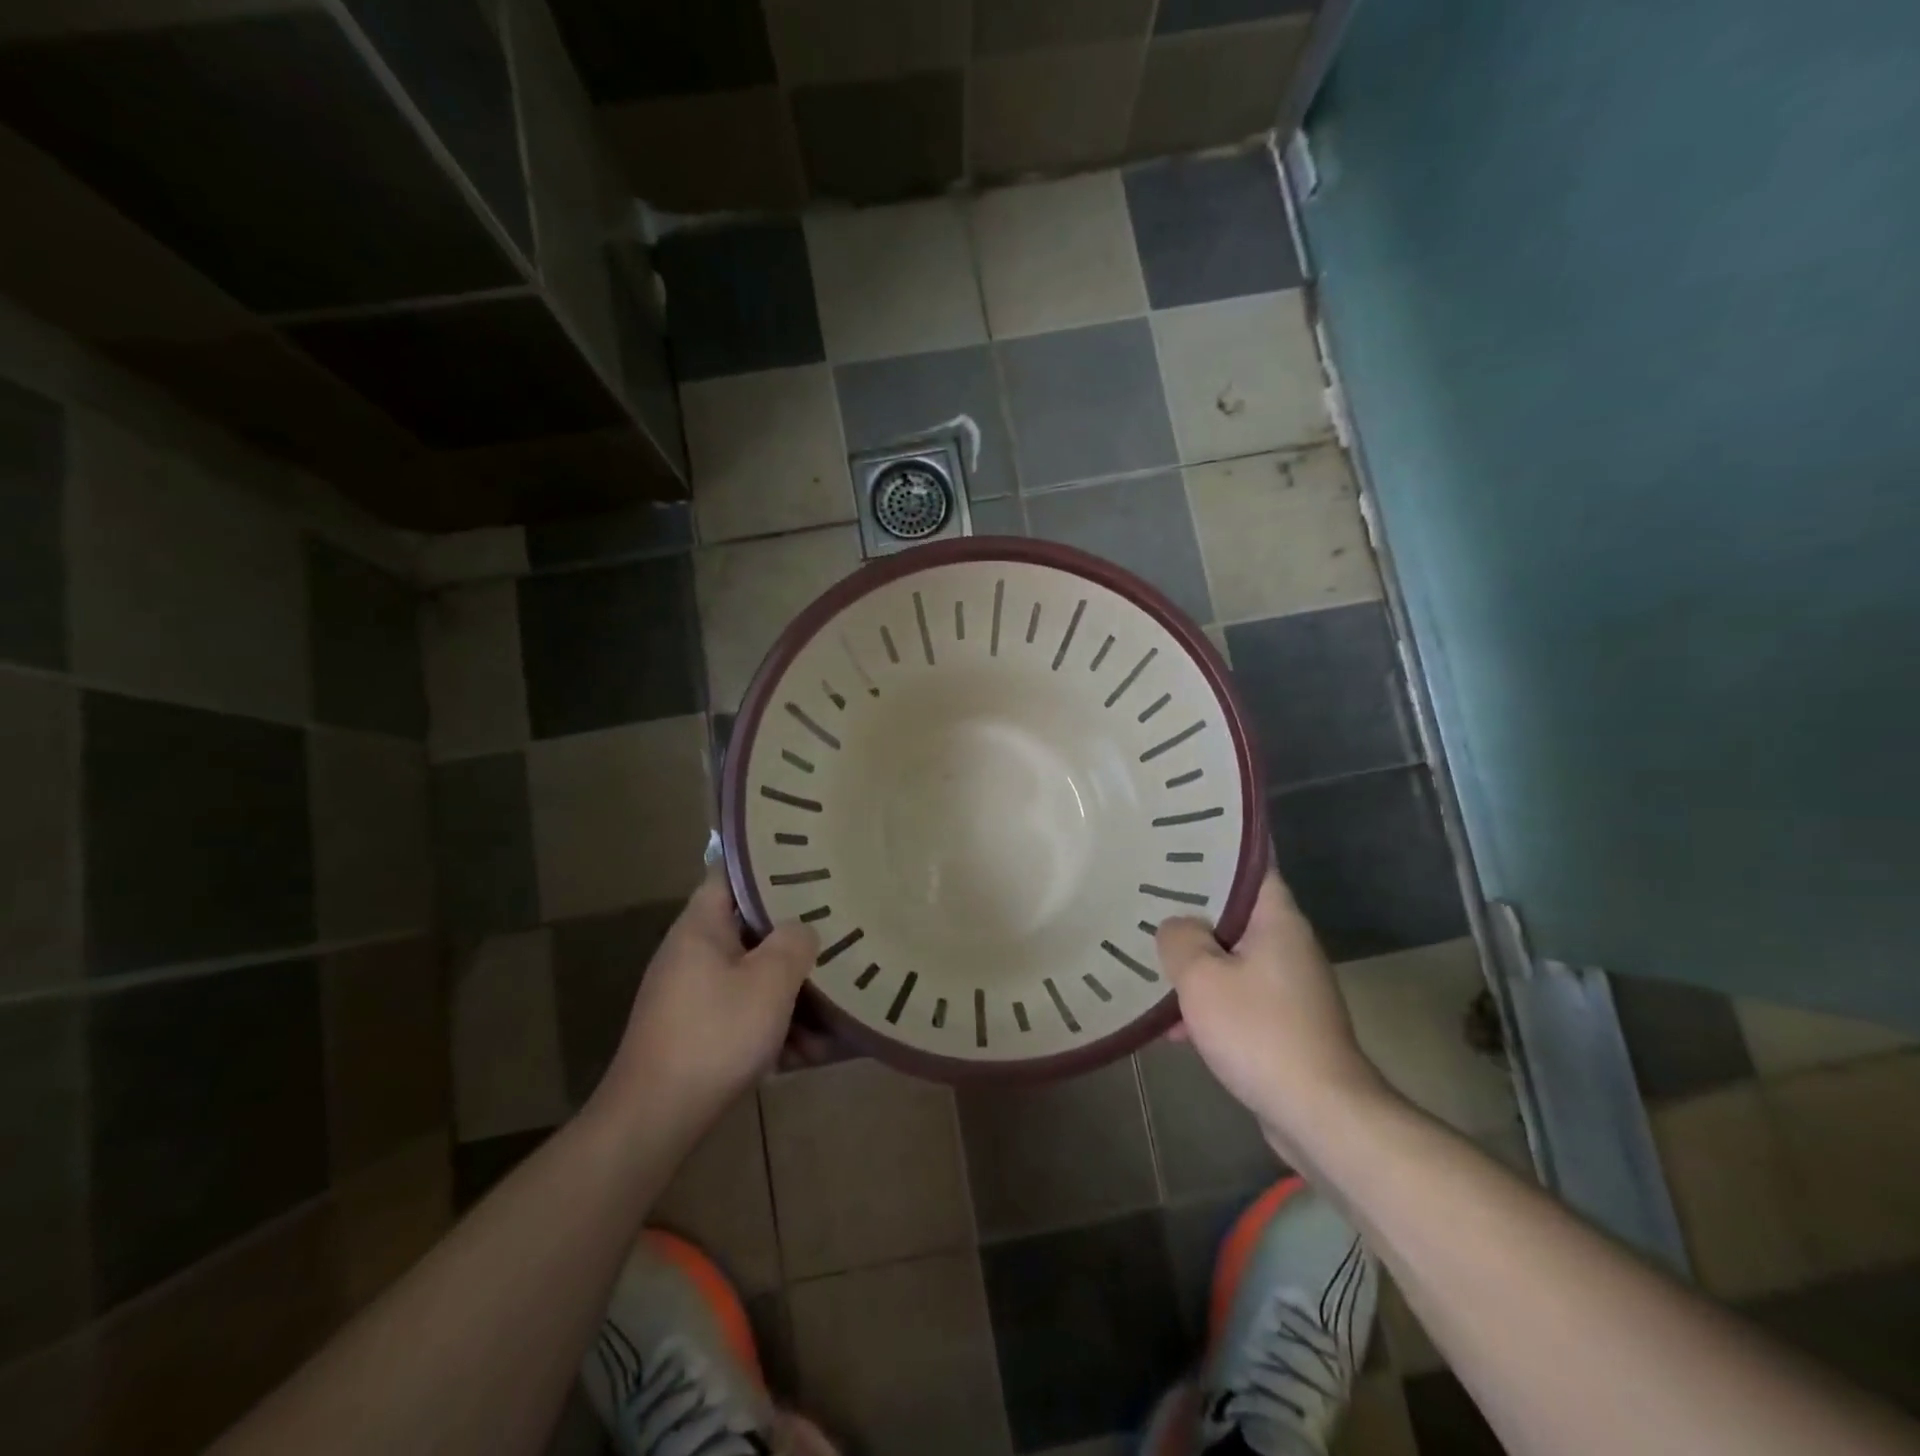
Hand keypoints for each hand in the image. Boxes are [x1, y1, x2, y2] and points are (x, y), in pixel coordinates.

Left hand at [599, 869, 818, 1126]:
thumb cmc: (716, 1035)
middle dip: (793, 941)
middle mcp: (692, 954)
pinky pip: (742, 1013)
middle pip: (750, 931)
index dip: (767, 866)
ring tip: (832, 1017)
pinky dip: (772, 1027)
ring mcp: (691, 995)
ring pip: (751, 977)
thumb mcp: (769, 982)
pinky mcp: (696, 1032)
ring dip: (790, 995)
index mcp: (700, 927)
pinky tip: (805, 1055)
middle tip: (835, 936)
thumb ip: (794, 942)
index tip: (807, 866)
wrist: (655, 1120)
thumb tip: (802, 929)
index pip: (730, 875)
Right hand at [1156, 869, 1385, 1152]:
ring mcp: (1288, 985)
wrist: (1319, 1114)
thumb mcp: (1202, 977)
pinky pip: (1237, 997)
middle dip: (1190, 912)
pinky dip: (1208, 1003)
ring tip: (1149, 967)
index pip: (1249, 865)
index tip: (1176, 845)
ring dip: (1194, 965)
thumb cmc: (1259, 1031)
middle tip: (1145, 901)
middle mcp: (1288, 944)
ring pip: (1230, 958)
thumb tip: (1175, 927)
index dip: (1214, 851)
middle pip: (1234, 913)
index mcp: (1276, 919)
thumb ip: (1180, 939)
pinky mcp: (1284, 1022)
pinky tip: (1172, 1028)